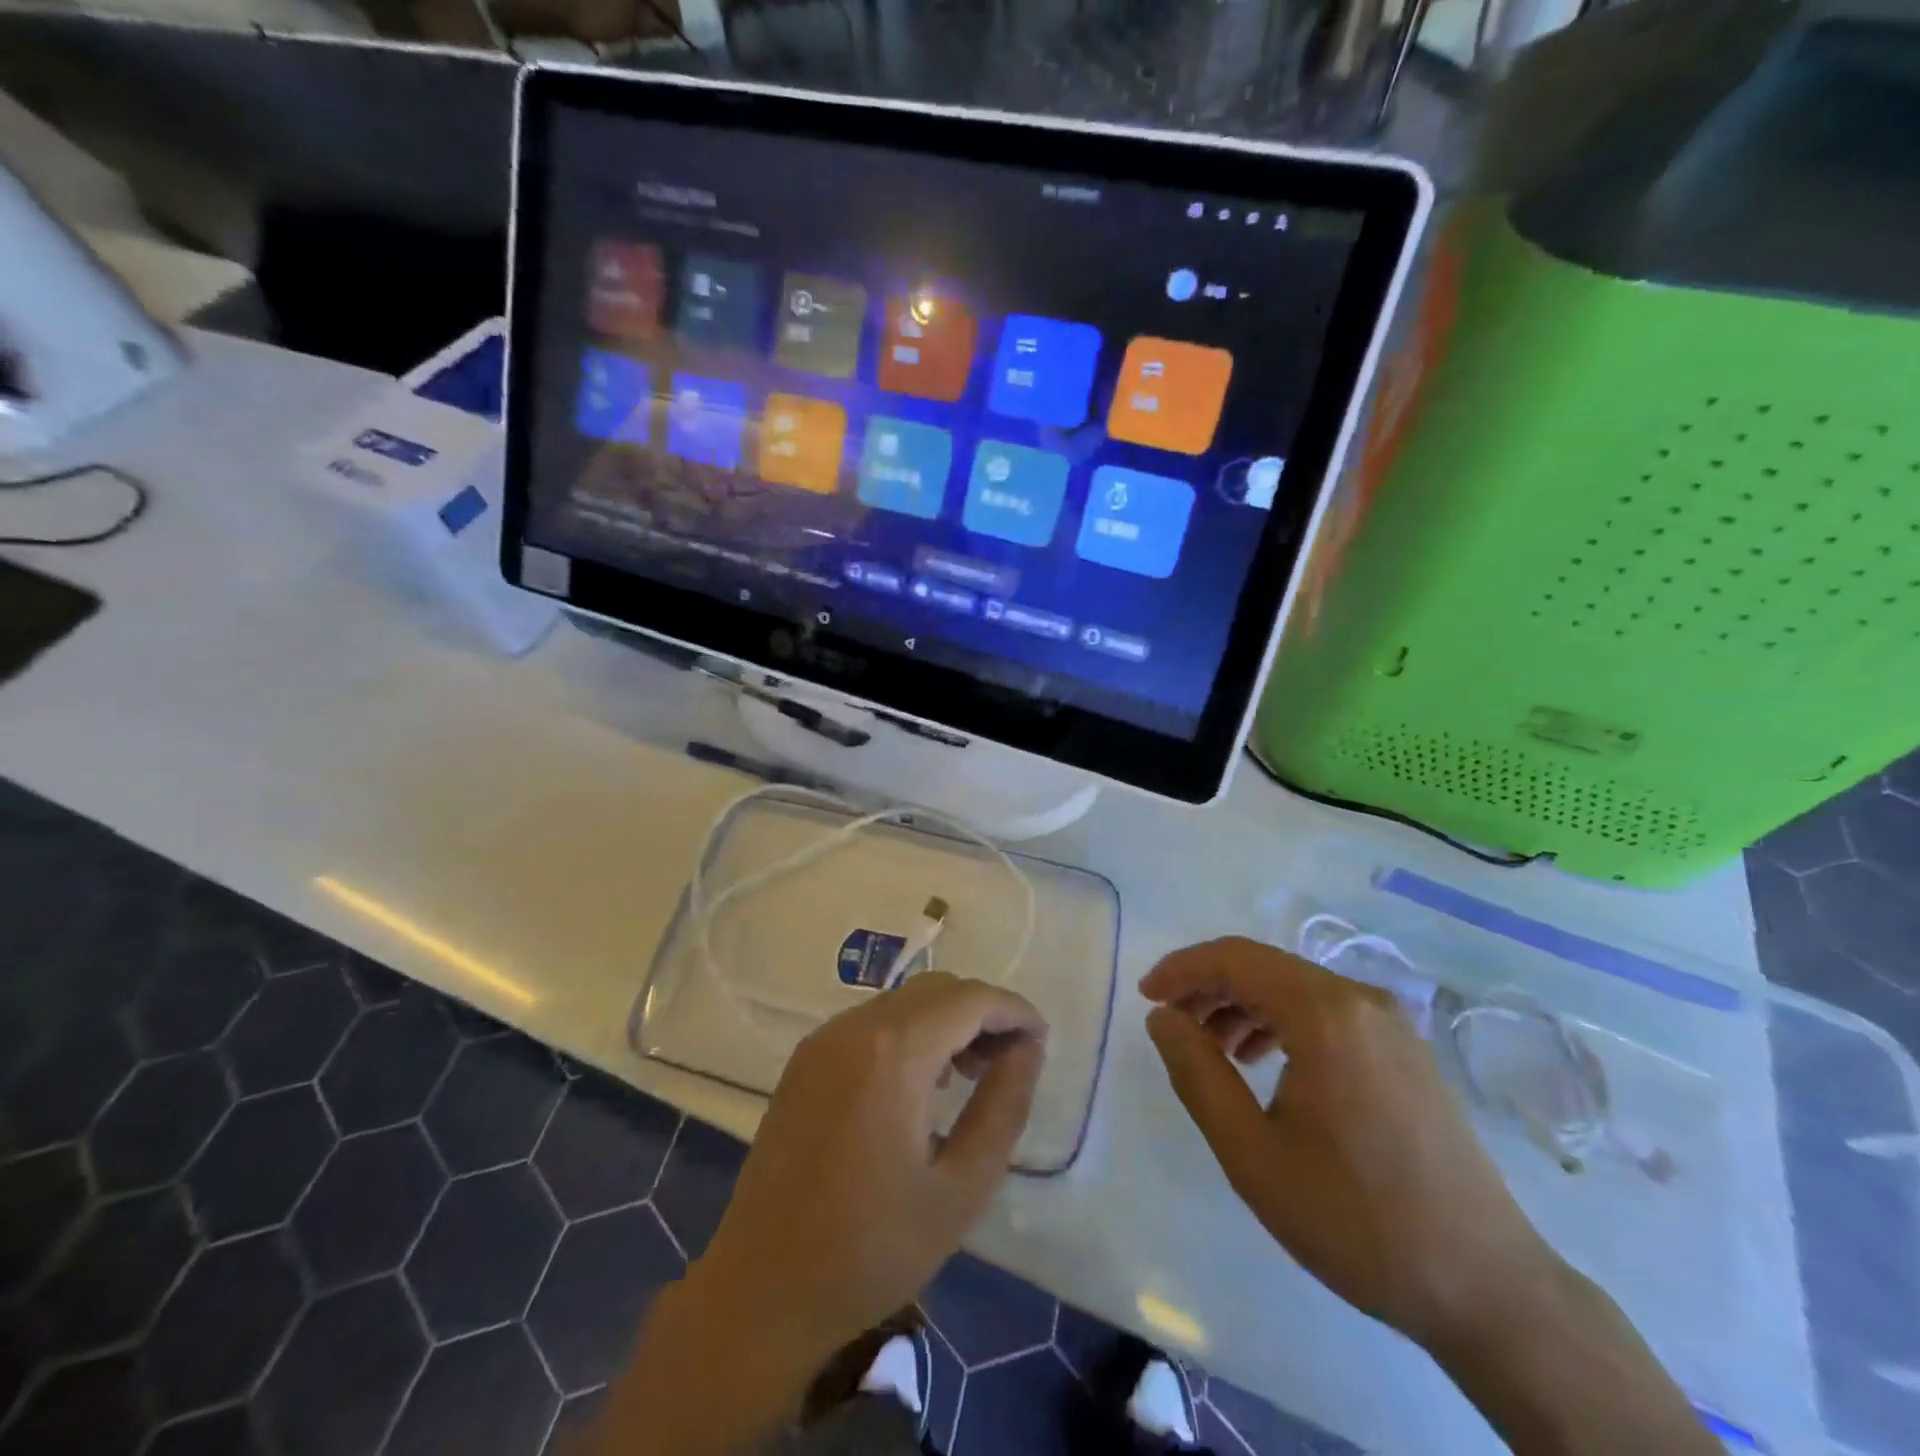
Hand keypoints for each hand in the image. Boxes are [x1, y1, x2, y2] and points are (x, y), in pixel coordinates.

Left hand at [693, 972, 1046, 1362]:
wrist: (762, 1289)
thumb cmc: (872, 1249)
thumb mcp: (961, 1188)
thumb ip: (1003, 1107)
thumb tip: (1027, 1049)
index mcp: (894, 1052)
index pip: (969, 998)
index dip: (1013, 1010)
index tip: (1041, 1040)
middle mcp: (854, 1027)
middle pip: (936, 989)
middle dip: (982, 1013)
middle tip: (1010, 1062)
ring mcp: (823, 1039)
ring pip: (903, 1000)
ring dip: (946, 1020)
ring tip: (971, 1075)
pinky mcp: (805, 1059)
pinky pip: (872, 1022)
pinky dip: (909, 1032)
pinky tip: (920, 1083)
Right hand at [1141, 937, 1560, 1352]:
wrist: (1487, 1288)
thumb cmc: (1356, 1220)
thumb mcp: (1252, 1153)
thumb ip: (1197, 1073)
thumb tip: (1163, 1018)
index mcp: (1325, 1014)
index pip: (1235, 959)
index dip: (1181, 969)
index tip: (1145, 997)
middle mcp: (1361, 1000)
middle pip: (1265, 968)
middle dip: (1209, 988)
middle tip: (1171, 1025)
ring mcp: (1392, 1024)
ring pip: (1296, 989)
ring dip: (1244, 1006)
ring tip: (1211, 1050)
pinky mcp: (1406, 1051)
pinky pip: (1327, 1014)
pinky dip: (1283, 1023)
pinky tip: (1265, 1064)